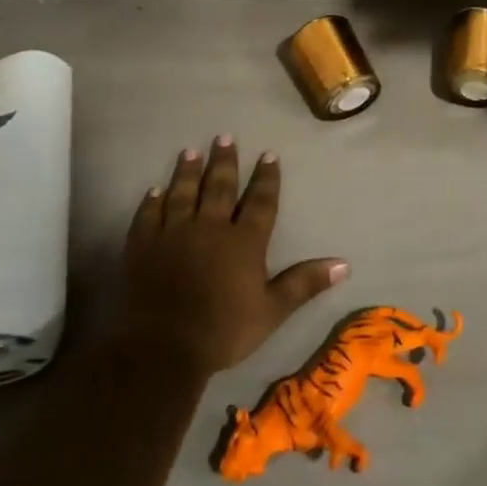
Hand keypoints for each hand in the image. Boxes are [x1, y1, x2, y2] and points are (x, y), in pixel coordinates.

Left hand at [116, 137, 347, 374]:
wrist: (163, 348)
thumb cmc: (223, 330)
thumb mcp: (272, 310)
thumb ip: (305, 283)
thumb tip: (344, 264)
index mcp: (244, 241)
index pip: (260, 202)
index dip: (266, 178)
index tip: (268, 154)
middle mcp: (210, 228)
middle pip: (220, 188)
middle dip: (224, 162)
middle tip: (224, 137)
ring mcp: (173, 235)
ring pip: (182, 194)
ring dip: (187, 172)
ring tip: (190, 151)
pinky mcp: (143, 247)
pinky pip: (147, 217)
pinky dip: (151, 202)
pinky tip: (153, 190)